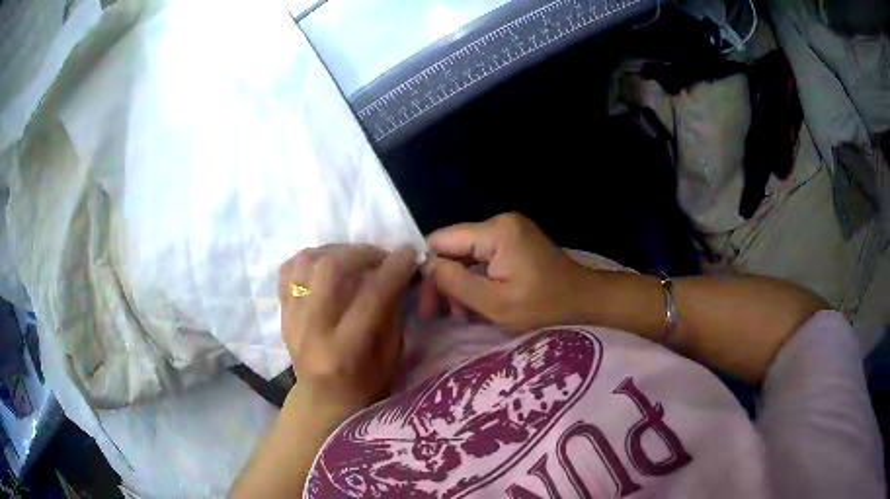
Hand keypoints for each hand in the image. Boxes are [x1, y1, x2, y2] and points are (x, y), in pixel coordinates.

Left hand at [278, 244, 416, 414]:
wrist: (322, 400)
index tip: (409, 253)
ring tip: (353, 258)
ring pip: (305, 262)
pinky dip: (309, 260)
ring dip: (334, 251)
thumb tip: (398, 271)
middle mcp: (312, 330)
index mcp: (344, 350)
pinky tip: (327, 265)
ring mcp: (291, 319)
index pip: (370, 297)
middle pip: (330, 269)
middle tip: (380, 256)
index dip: (393, 269)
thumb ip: (392, 312)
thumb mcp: (390, 356)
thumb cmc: (365, 386)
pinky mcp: (282, 313)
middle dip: (361, 252)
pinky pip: (288, 270)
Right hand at [421, 213, 594, 332]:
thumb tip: (427, 267)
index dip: (428, 269)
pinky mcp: (514, 241)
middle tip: (437, 314)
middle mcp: (499, 222)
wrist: (584, 300)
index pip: (442, 240)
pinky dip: (474, 279)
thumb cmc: (543, 306)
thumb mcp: (495, 303)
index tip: (425, 302)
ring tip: (459, 314)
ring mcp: (508, 230)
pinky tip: (473, 302)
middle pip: (453, 247)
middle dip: (443, 281)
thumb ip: (456, 283)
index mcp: (496, 231)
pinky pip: (482, 257)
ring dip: (459, 283)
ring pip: (466, 254)